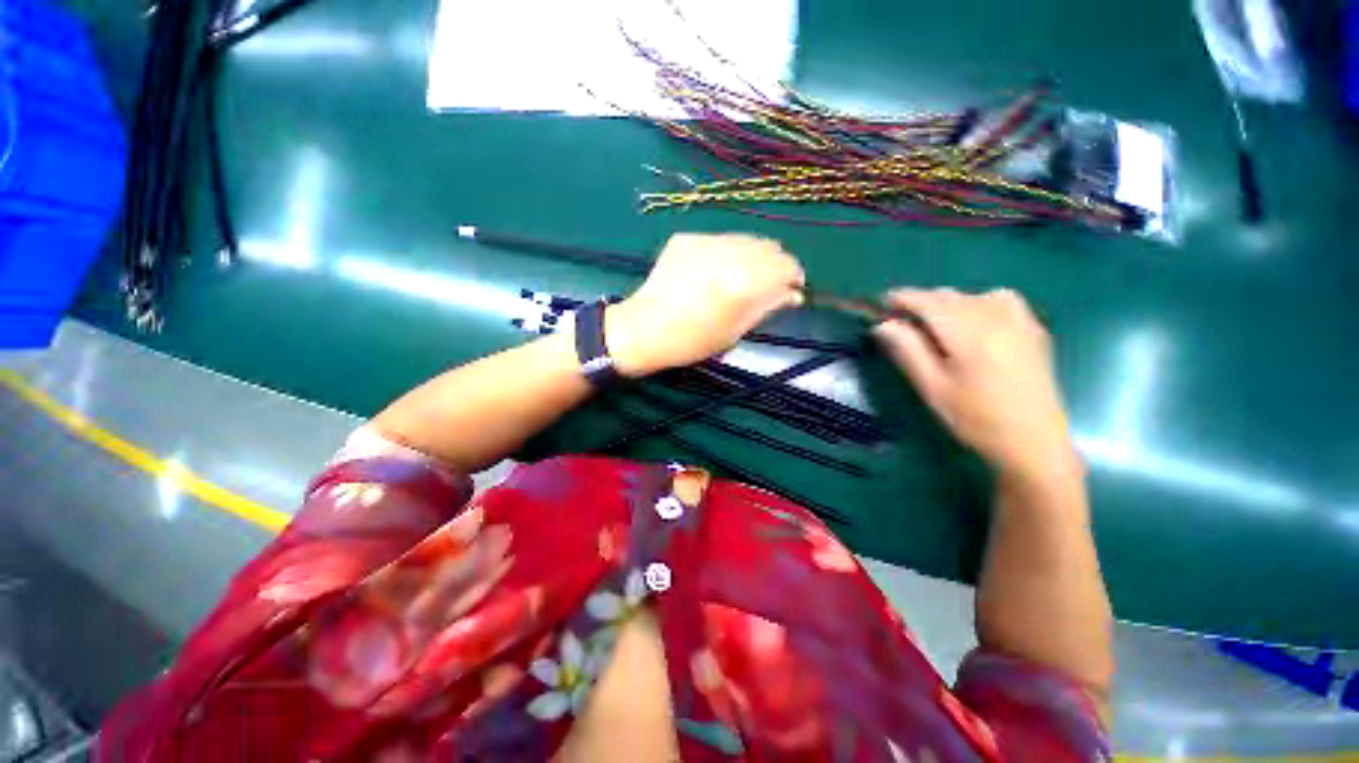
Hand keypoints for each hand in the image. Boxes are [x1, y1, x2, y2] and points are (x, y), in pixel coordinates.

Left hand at [605, 233, 805, 376]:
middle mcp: (728, 252)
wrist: (644, 329)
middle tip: (769, 285)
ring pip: (745, 240)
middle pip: (769, 247)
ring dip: (753, 257)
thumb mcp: (736, 331)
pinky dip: (726, 254)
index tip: (793, 289)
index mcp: (744, 280)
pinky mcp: (687, 238)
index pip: (786, 266)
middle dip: (776, 264)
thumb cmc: (692, 341)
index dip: (795, 276)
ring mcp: (705, 240)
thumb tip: (793, 294)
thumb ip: (767, 307)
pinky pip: (719, 241)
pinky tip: (714, 273)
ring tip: (742, 278)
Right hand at [873, 288, 1077, 482]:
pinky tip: (973, 325)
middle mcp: (996, 317)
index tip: (881, 304)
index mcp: (969, 332)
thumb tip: (883, 325)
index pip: (928, 302)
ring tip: (937, 326)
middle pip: (949, 296)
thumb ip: (907, 350)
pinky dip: (978, 303)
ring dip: (948, 304)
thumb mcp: (932, 387)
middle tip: (901, 323)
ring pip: (973, 295)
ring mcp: (1020, 320)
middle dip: (922, 303)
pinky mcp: (1033, 329)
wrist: (1033, 442)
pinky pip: (1000, 300)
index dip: (902, 298)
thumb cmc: (975, 418)